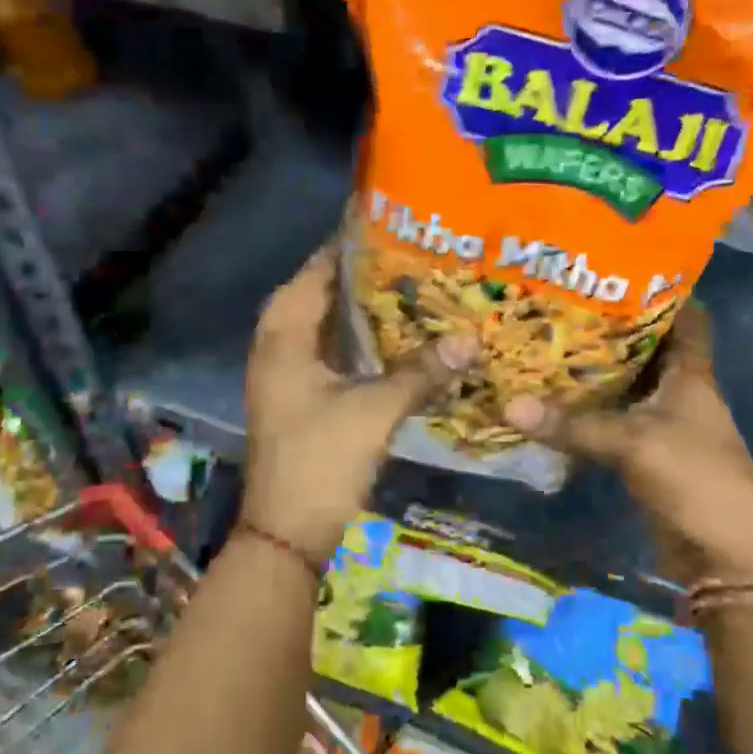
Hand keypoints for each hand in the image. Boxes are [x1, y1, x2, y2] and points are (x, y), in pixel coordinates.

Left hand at [242, 243, 476, 561]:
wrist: (288, 532)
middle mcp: (280, 343)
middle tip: (419, 254)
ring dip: (368, 309)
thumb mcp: (374, 410)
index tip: (399, 221)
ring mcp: (291, 372)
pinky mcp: (305, 395)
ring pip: (332, 324)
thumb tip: (472, 338)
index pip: (319, 267)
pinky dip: (366, 341)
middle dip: (369, 275)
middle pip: (326, 292)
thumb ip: (422, 371)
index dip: (354, 243)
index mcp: (284, 333)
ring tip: (417, 286)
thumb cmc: (320, 460)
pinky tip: (403, 338)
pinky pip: (337, 352)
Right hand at [502, 304, 752, 580]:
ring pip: (623, 382)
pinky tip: (551, 396)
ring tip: (544, 338)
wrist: (725, 554)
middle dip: (607, 324)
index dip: (660, 288)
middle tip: (558, 301)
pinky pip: (611, 418)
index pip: (685, 315)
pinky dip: (586, 408)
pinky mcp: (644, 451)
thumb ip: (573, 424)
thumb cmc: (696, 479)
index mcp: (691, 373)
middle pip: (644, 345)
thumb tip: (507, 405)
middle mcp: (677, 389)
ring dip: (592, 368)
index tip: (616, 266)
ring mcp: (661, 422)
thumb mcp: (634, 443)